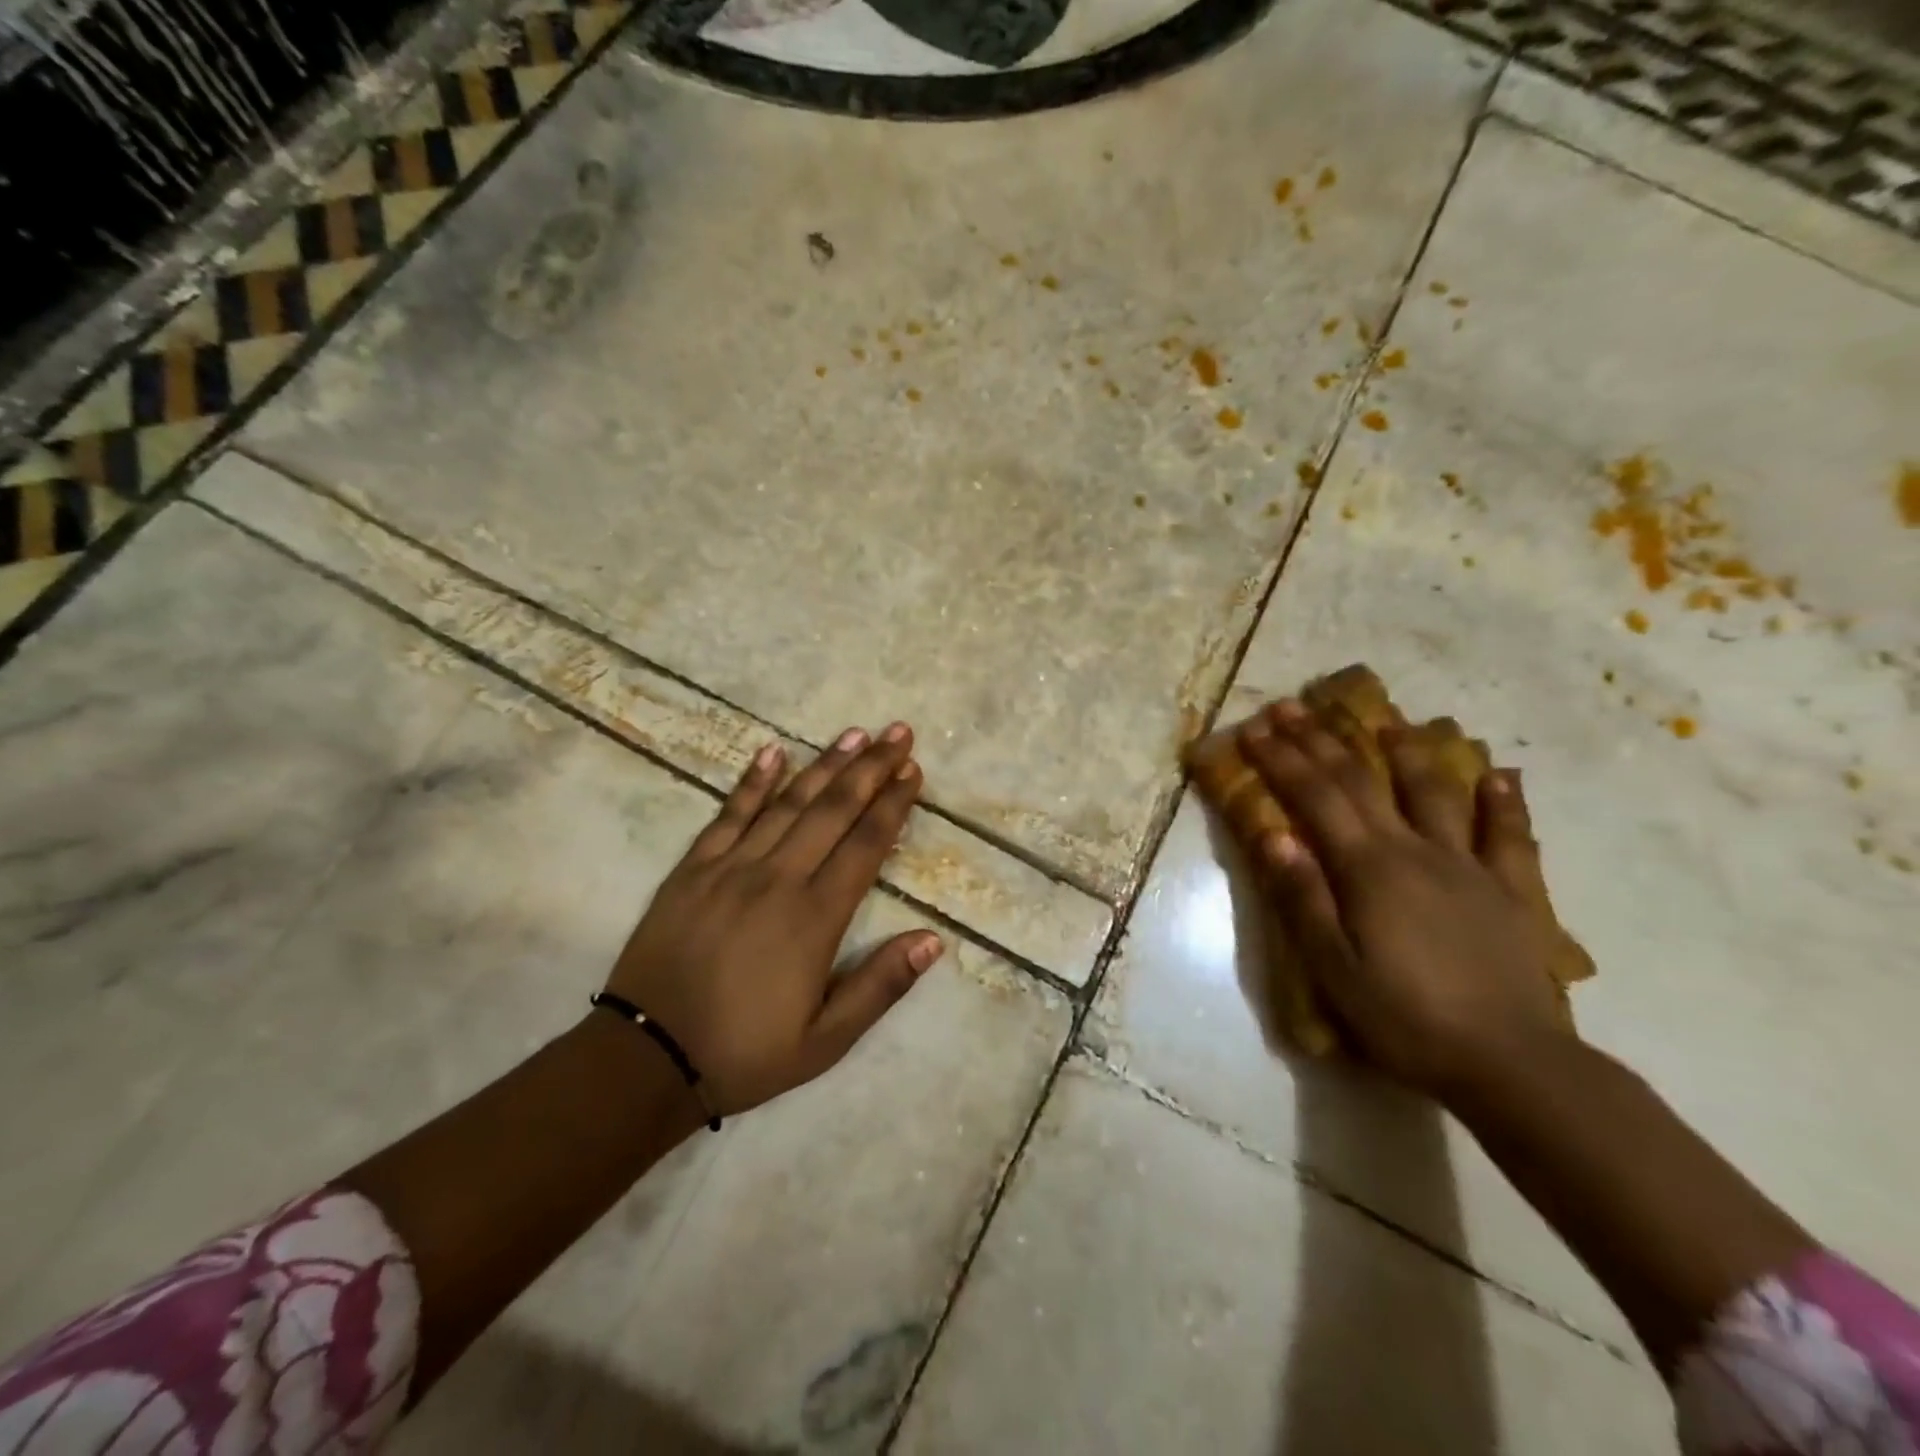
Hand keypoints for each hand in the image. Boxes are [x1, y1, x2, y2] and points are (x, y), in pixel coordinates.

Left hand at [604, 724, 942, 1114]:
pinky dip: (752, 781)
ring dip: (824, 765)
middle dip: (870, 769)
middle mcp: (778, 879)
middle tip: (897, 733)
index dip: (893, 804)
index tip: (913, 771)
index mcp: (815, 917)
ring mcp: (731, 868)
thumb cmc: (745, 1052)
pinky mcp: (693, 869)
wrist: (647, 1058)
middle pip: (833, 811)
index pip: (865, 845)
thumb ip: (880, 986)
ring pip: (787, 803)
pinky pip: (728, 815)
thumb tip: (933, 940)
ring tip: (854, 734)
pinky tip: (772, 751)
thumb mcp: (826, 1040)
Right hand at [1238, 700, 1571, 1099]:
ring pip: (1435, 792)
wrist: (1512, 1065)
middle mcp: (1417, 850)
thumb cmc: (1406, 1019)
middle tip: (1293, 705)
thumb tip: (1274, 835)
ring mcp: (1469, 866)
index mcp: (1369, 869)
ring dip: (1406, 750)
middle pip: (1362, 782)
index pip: (1315, 798)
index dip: (1281, 759)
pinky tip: (1499, 775)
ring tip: (1388, 718)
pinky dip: (1503, 801)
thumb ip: (1303, 897)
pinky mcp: (1512, 891)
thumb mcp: (1333, 968)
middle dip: (1321, 740)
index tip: (1254, 728)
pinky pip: (1509, 836)